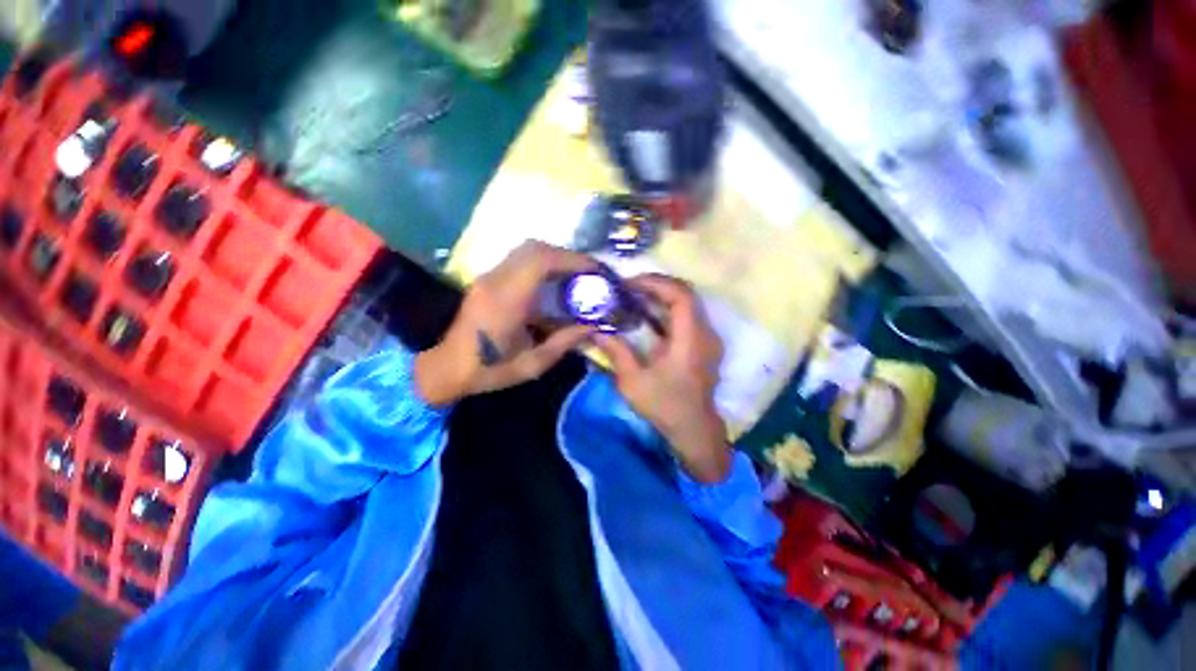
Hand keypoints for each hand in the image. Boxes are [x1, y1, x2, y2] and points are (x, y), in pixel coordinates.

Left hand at [415, 241, 595, 405]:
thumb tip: (593, 327)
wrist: (444, 368)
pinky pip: (520, 260)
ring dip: (555, 258)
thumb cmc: (487, 370)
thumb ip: (564, 343)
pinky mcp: (487, 279)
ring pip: (527, 250)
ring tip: (575, 277)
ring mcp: (488, 277)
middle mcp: (495, 280)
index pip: (541, 261)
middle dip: (567, 256)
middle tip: (588, 274)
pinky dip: (543, 264)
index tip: (596, 271)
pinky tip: (554, 283)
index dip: (572, 260)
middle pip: (535, 248)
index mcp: (505, 301)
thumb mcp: (531, 365)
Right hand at [593, 275, 731, 482]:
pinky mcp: (704, 344)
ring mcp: (708, 338)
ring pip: (687, 303)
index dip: (656, 283)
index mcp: (690, 341)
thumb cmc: (664, 407)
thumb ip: (616, 352)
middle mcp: (705, 334)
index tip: (630, 284)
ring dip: (661, 295)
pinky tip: (647, 315)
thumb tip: (595, 330)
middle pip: (686, 293)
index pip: (681, 296)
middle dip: (656, 285)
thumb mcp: (633, 382)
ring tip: (635, 297)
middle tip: (629, 288)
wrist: (694, 430)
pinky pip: (687, 315)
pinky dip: (667, 309)